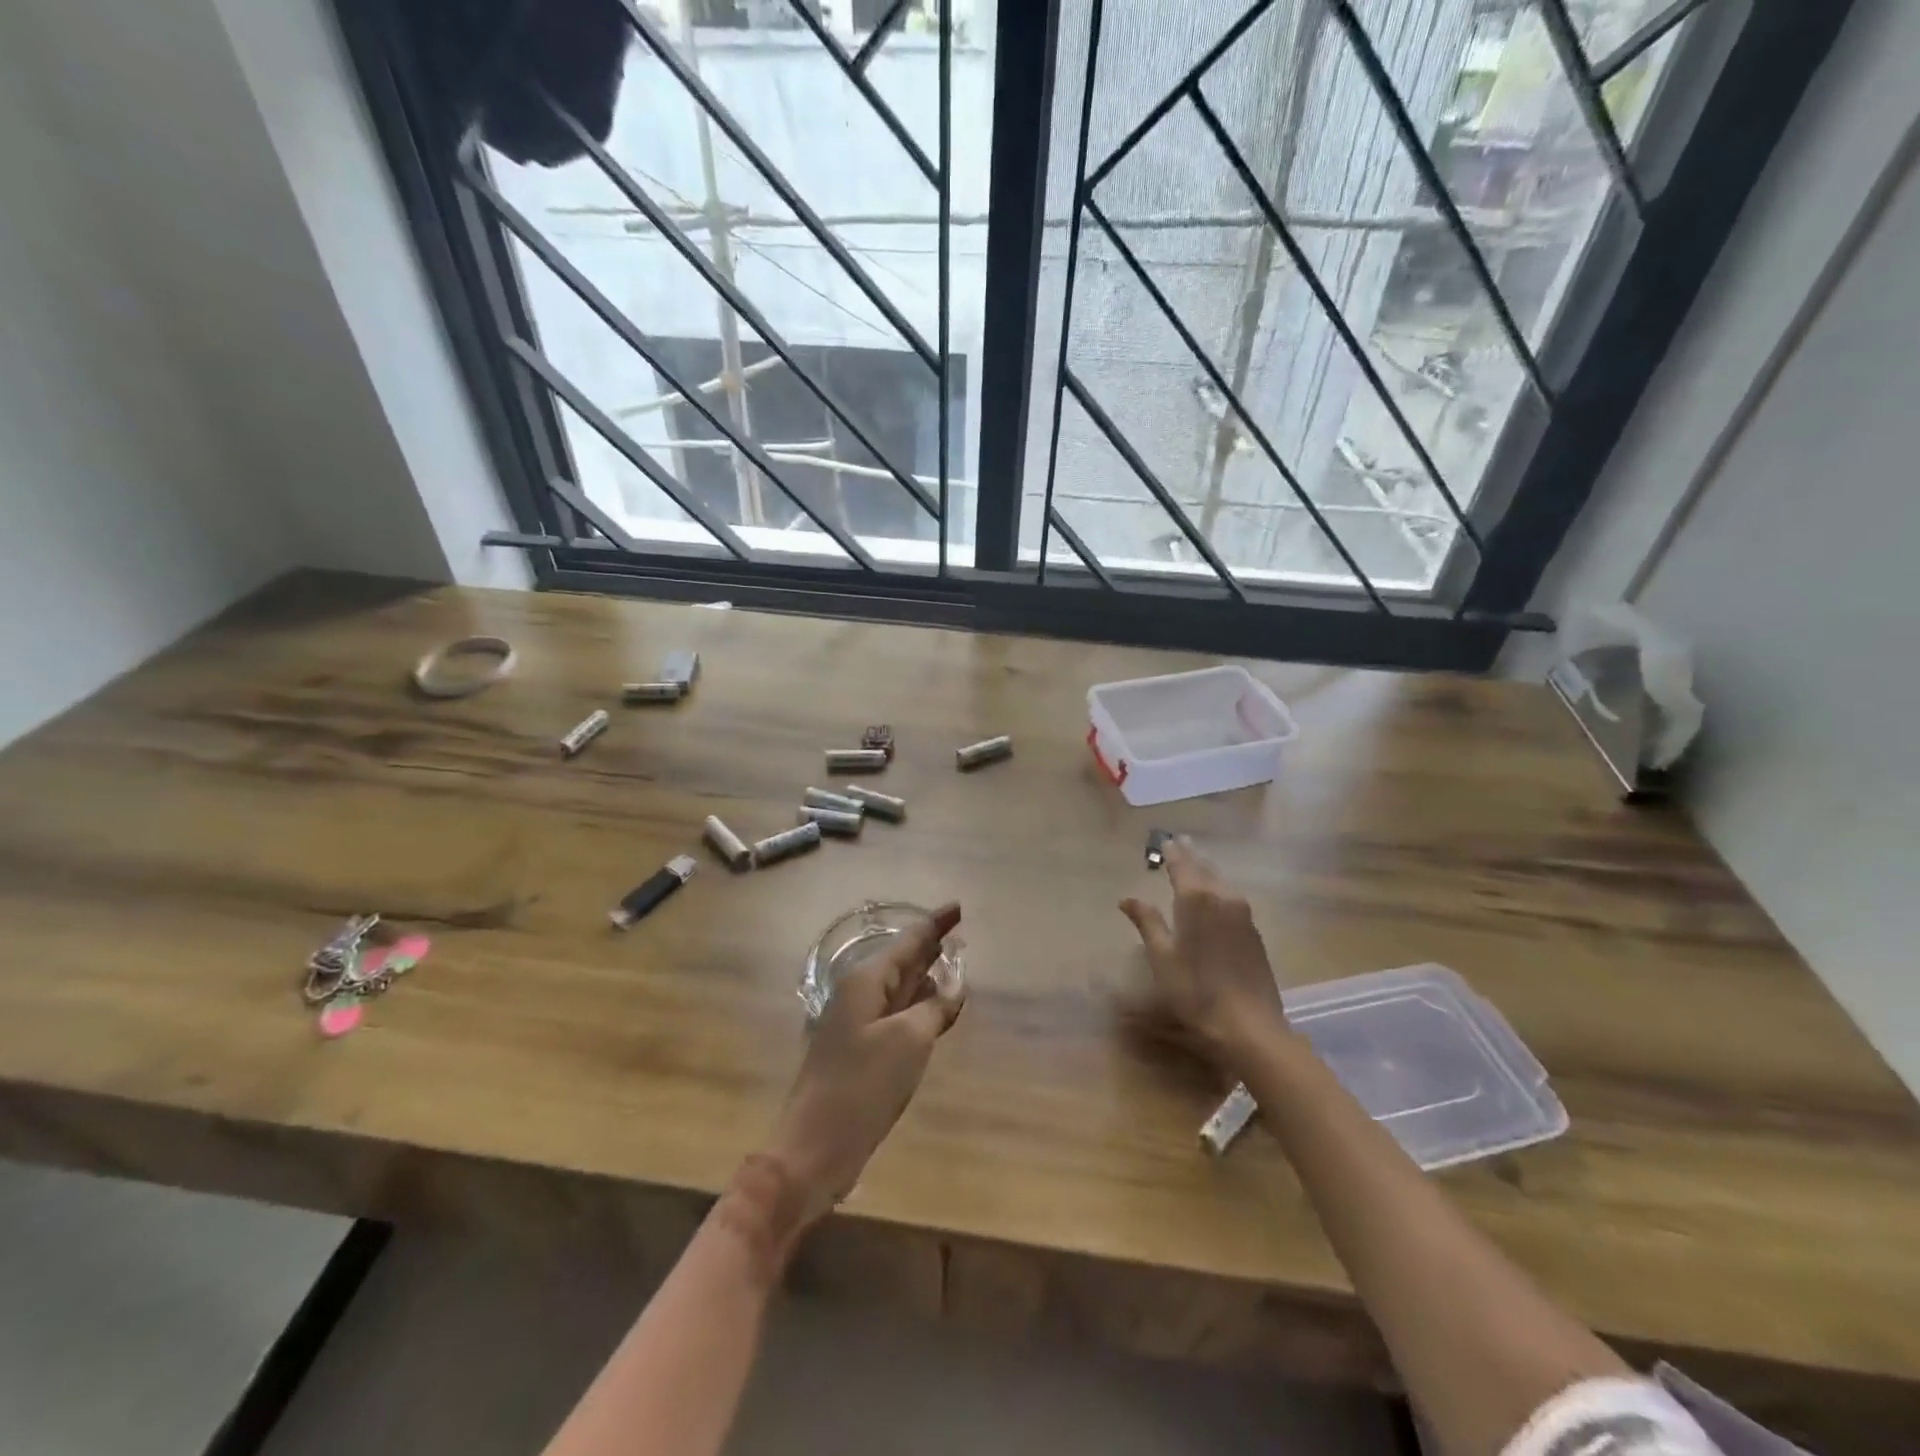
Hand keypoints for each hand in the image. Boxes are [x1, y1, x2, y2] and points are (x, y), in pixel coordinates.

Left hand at [764, 903, 964, 1224]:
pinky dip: (919, 1010)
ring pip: (900, 991)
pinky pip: (897, 1018)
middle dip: (930, 949)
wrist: (816, 1147)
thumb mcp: (909, 1041)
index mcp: (866, 982)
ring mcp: (859, 1026)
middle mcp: (860, 996)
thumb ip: (935, 1008)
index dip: (935, 925)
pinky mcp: (862, 1054)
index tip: (958, 906)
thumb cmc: (862, 1086)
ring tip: (955, 969)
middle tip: (959, 934)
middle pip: (902, 963)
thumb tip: (953, 986)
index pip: (908, 942)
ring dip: (926, 979)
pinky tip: (937, 1012)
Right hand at [1119, 840, 1289, 1071]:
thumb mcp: (1162, 957)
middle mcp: (1222, 897)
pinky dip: (1219, 887)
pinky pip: (1232, 896)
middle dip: (1191, 855)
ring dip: (1207, 869)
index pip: (1181, 865)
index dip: (1172, 852)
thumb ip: (1147, 922)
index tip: (1165, 840)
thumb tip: (1127, 899)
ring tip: (1196, 862)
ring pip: (1221, 881)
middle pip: (1204, 868)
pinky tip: (1216, 893)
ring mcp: (1243, 913)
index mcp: (1195, 899)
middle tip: (1181, 842)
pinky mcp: (1253, 931)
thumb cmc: (1195, 990)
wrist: (1249, 1025)